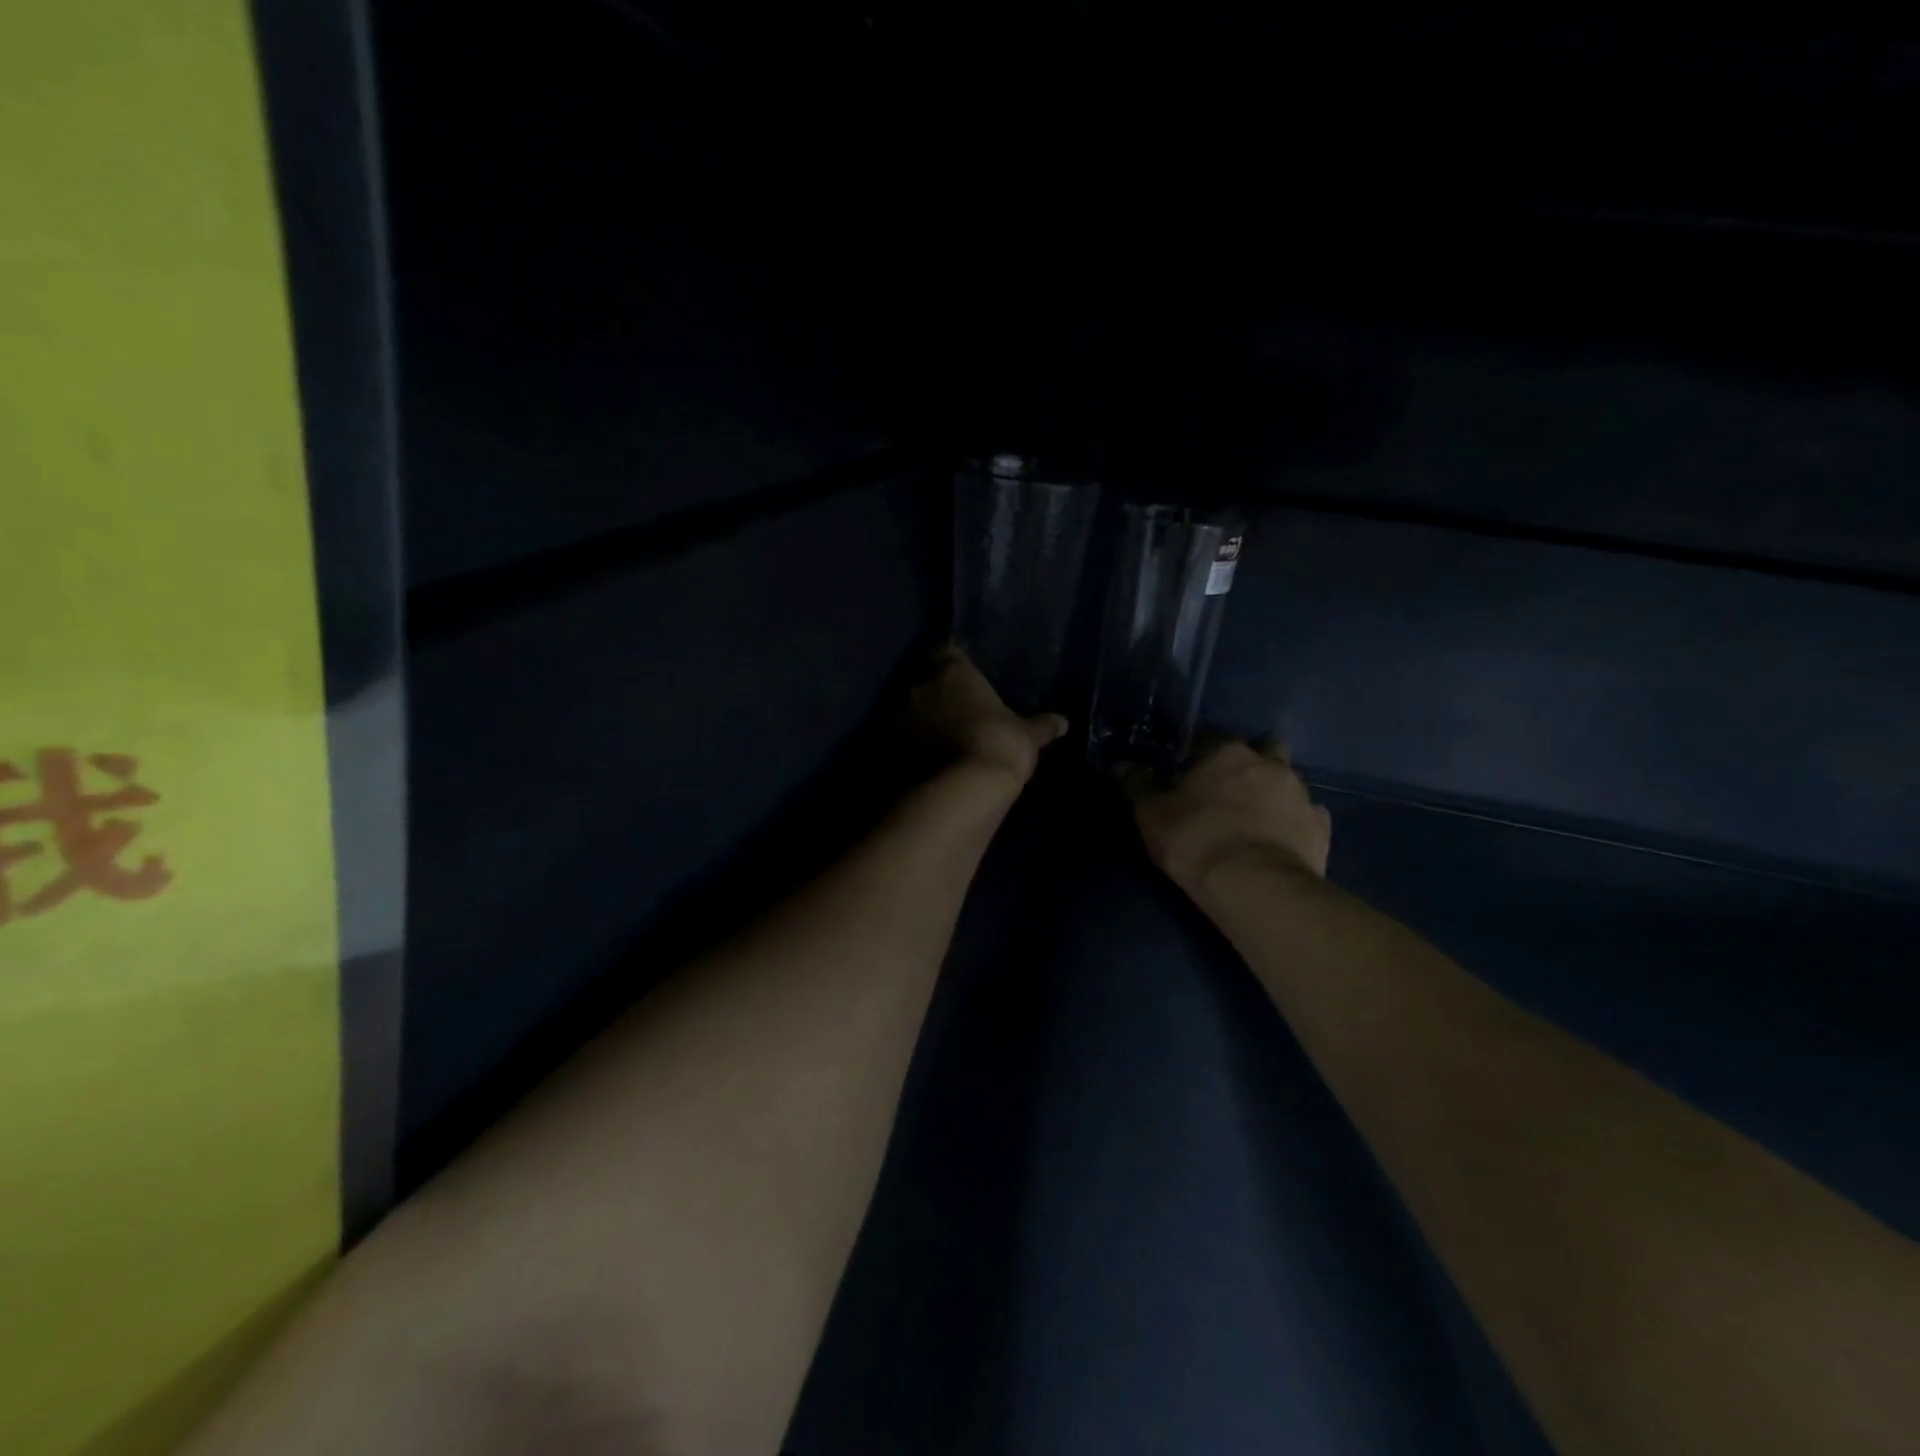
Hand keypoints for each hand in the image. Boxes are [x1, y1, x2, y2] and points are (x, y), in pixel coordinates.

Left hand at [910, 647, 1068, 785]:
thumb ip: (1042, 726)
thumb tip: (1063, 722)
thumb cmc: (1001, 745)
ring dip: (921, 721)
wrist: (964, 788)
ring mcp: (901, 718)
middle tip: (955, 711)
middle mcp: (921, 687)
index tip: (964, 678)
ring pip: (910, 712)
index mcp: (953, 672)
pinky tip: (927, 761)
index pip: (946, 652)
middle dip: (936, 694)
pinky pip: (901, 741)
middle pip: (924, 682)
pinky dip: (912, 747)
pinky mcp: (891, 749)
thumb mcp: (1028, 736)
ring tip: (941, 740)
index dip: (953, 664)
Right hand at [1123, 739, 1331, 895]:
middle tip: (1230, 788)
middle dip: (1250, 762)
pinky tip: (1281, 839)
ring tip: (1255, 817)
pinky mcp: (1321, 826)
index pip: (1210, 737)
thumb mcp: (1151, 814)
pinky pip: (1307, 815)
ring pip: (1287, 780)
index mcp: (1226, 753)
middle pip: (1262, 748)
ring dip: (1273, 791)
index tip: (1188, 771)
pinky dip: (1294, 822)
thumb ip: (1136, 784)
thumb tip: (1120, 763)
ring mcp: (1301, 793)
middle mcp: (1269, 763)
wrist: (1254, 886)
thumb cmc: (1195, 841)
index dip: (1198, 753)